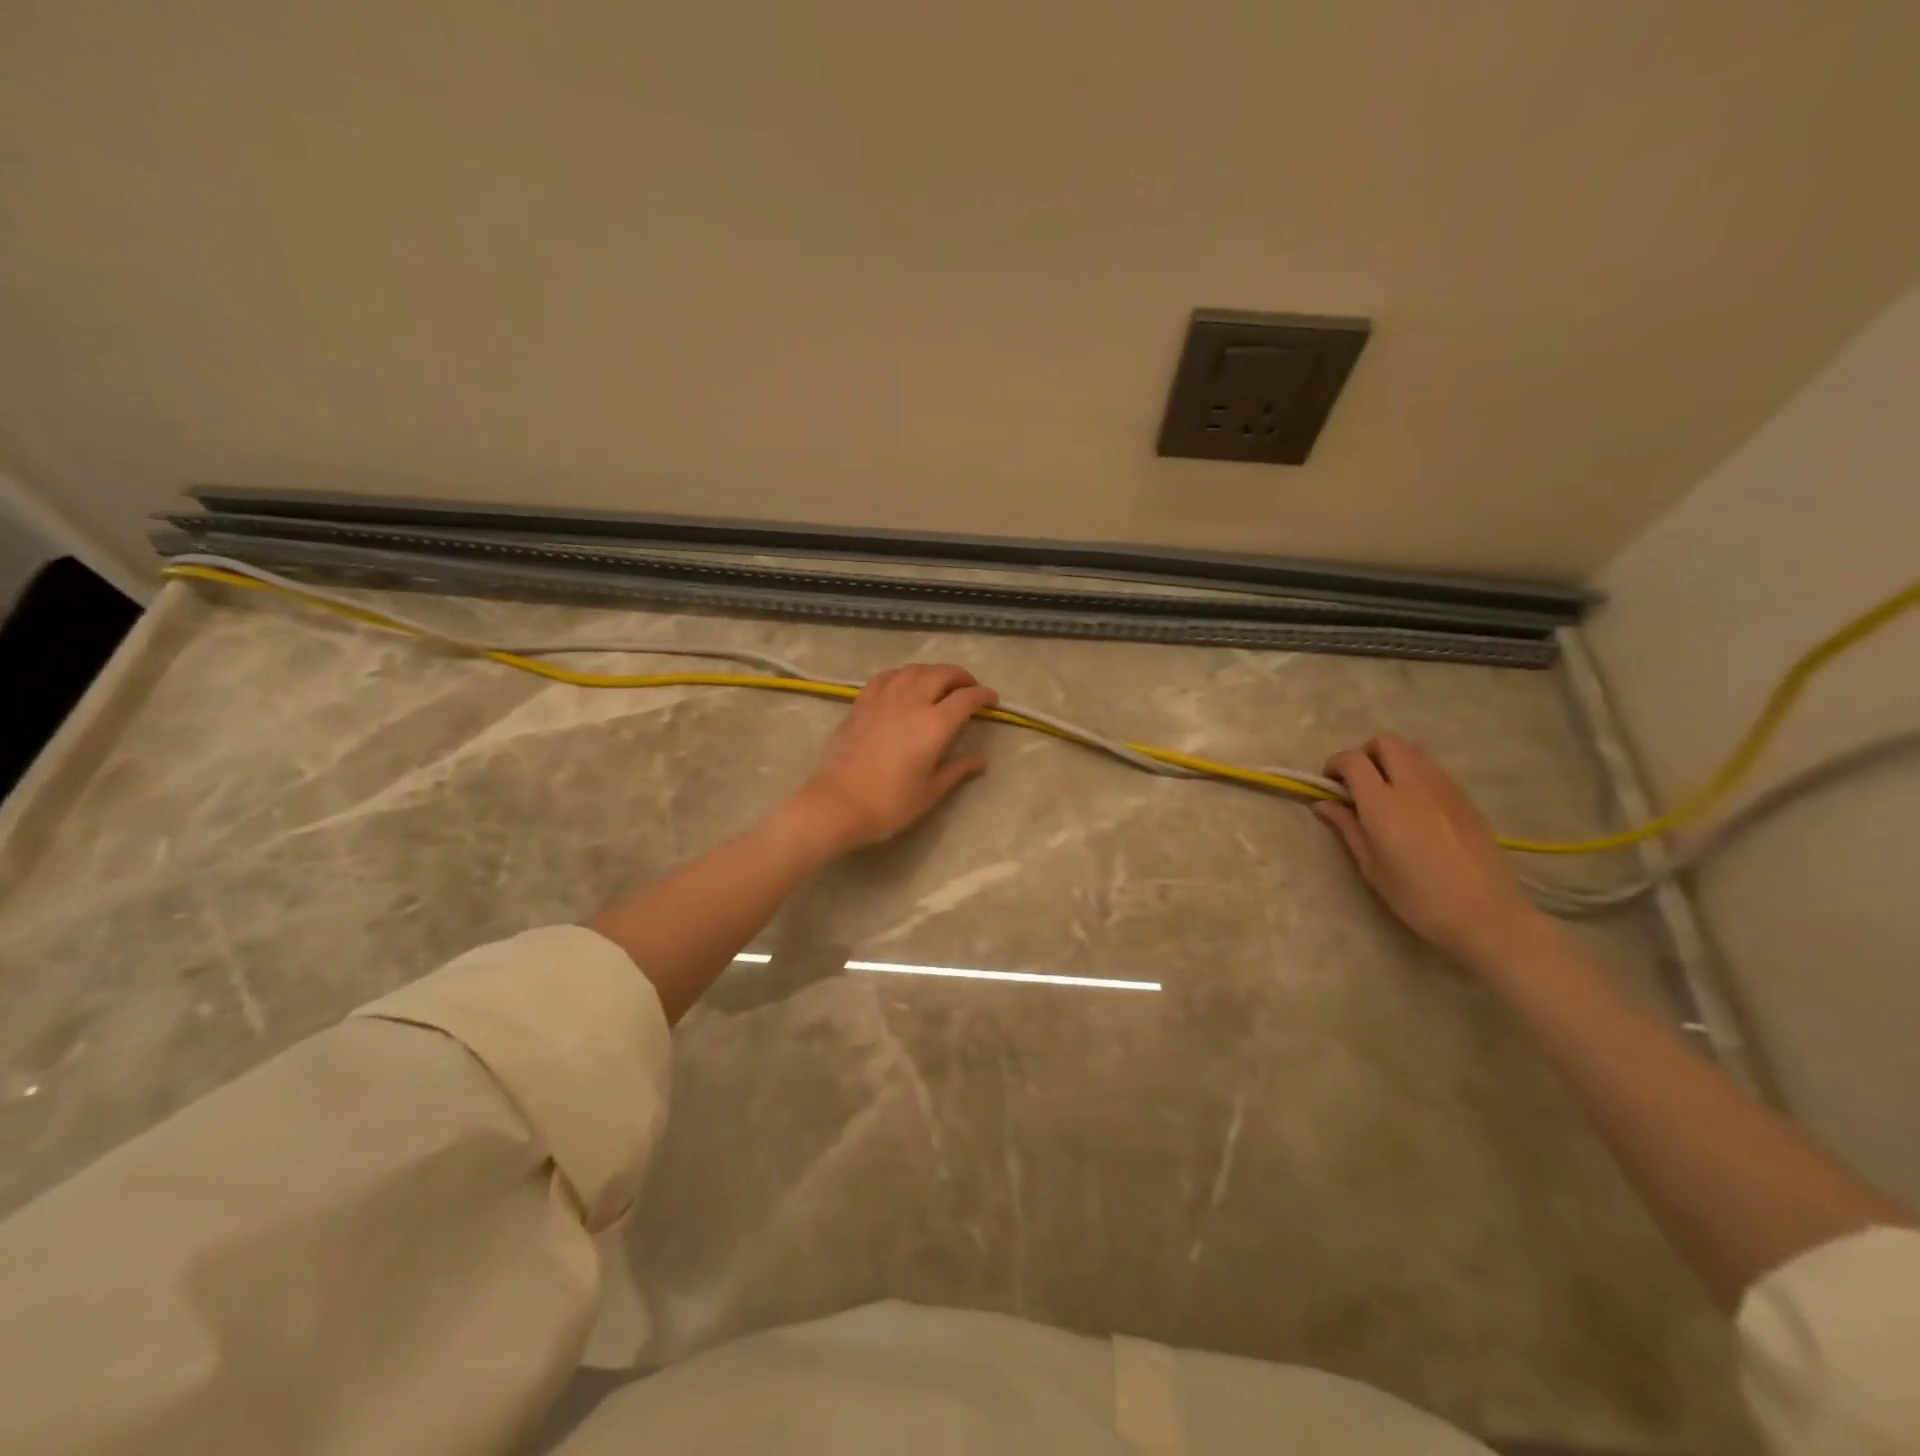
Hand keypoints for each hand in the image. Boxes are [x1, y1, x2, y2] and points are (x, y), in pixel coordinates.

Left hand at [790, 663, 998, 852]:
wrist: (836, 804)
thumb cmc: (889, 804)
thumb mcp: (930, 792)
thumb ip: (957, 770)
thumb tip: (981, 760)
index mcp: (934, 725)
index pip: (966, 699)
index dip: (983, 695)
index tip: (992, 700)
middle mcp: (911, 703)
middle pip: (941, 674)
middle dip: (961, 677)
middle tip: (969, 688)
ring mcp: (883, 699)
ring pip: (914, 670)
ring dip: (933, 672)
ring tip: (939, 683)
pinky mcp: (861, 703)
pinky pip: (886, 677)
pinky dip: (903, 675)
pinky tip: (904, 685)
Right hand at [1314, 733, 1549, 966]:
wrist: (1486, 914)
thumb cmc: (1418, 897)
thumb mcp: (1371, 866)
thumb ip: (1347, 827)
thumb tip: (1323, 804)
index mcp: (1384, 805)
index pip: (1353, 761)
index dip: (1334, 765)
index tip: (1329, 785)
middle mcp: (1414, 786)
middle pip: (1386, 742)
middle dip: (1364, 754)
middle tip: (1357, 782)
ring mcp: (1445, 788)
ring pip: (1412, 751)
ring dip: (1391, 760)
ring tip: (1385, 791)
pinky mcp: (1465, 798)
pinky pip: (1433, 769)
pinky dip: (1414, 773)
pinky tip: (1414, 806)